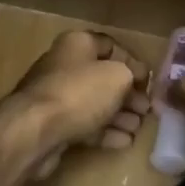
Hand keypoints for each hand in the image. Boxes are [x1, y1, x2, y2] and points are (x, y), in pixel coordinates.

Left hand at [9, 30, 151, 177]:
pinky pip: (85, 125)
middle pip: (103, 77)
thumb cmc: (79, 92)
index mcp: (77, 44)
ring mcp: (57, 97)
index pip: (110, 46)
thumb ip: (131, 74)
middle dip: (128, 93)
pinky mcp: (54, 125)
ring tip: (139, 127)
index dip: (132, 61)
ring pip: (95, 103)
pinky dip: (106, 132)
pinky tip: (125, 141)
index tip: (149, 81)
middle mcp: (65, 66)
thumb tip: (135, 80)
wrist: (36, 130)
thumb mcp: (117, 75)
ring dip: (120, 115)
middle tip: (146, 109)